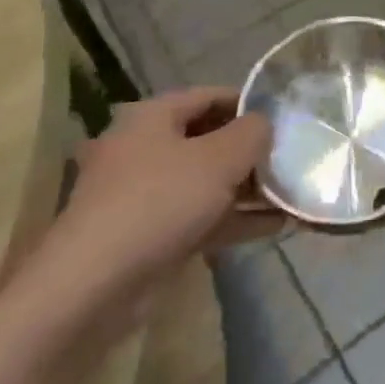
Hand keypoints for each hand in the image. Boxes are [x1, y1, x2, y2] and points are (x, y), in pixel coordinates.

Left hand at [25, 88, 281, 340]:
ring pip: (205, 181)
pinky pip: (199, 216)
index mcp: (152, 117)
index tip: (286, 118)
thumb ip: (252, 133)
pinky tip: (273, 226)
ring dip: (247, 188)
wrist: (93, 287)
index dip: (250, 104)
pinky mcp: (147, 234)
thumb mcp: (219, 159)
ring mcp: (143, 194)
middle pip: (208, 139)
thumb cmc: (159, 202)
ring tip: (291, 194)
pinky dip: (233, 218)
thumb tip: (265, 124)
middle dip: (251, 151)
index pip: (210, 96)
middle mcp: (144, 148)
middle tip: (291, 159)